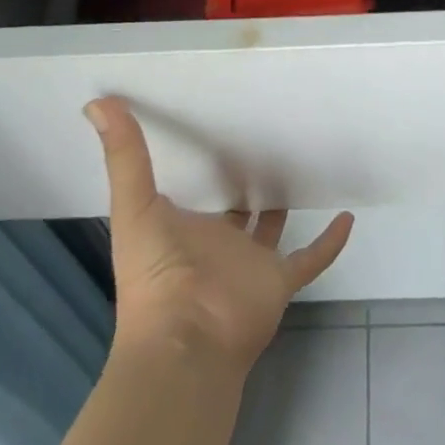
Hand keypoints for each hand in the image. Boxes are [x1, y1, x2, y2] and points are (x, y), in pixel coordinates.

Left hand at [87, 97, 353, 370]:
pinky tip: (348, 217)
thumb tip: (97, 102)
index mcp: (184, 229)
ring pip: (272, 232)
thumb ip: (124, 156)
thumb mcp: (135, 206)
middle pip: (235, 212)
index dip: (204, 166)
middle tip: (264, 143)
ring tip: (301, 169)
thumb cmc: (155, 275)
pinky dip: (330, 243)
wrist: (185, 343)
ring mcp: (251, 266)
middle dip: (245, 185)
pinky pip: (311, 259)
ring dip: (283, 208)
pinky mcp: (279, 282)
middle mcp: (218, 246)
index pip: (197, 192)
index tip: (217, 128)